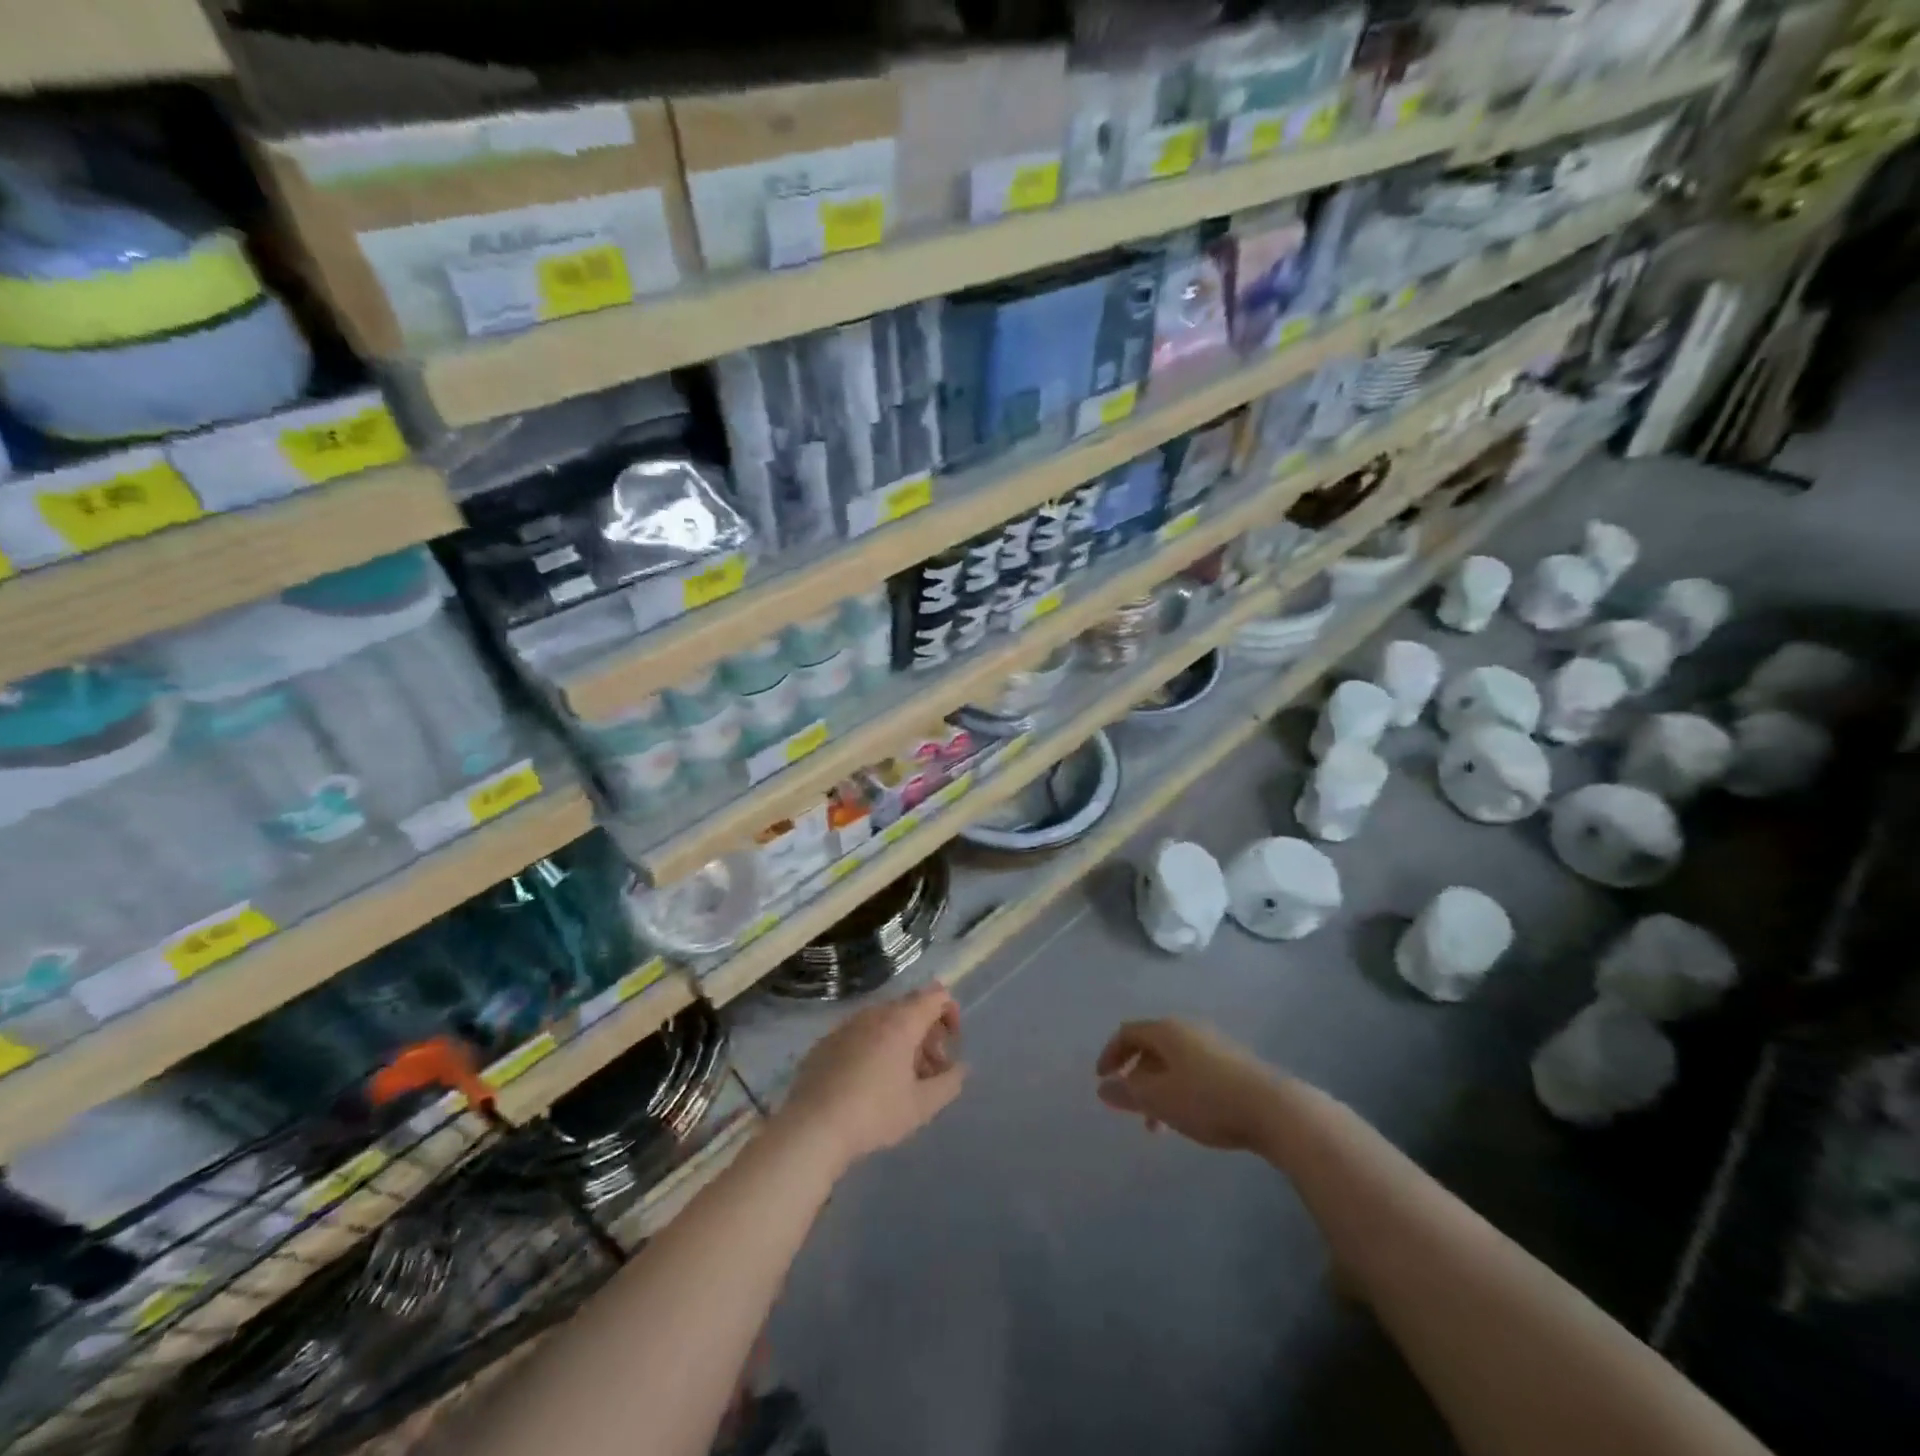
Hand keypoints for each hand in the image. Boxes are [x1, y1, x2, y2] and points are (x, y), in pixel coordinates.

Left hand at [779, 986, 965, 1172]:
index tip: (951, 1044)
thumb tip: (960, 1068)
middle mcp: (874, 1013)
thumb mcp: (922, 1106)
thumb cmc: (875, 1113)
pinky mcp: (825, 1042)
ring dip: (900, 1041)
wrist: (812, 1127)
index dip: (950, 1012)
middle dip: (926, 1033)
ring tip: (901, 1080)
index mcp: (901, 1021)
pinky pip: (860, 1034)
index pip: (936, 994)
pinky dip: (874, 1047)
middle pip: (910, 1008)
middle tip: (930, 1070)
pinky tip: (868, 1083)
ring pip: (883, 1021)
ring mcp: (846, 1025)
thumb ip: (949, 1083)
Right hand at [1095, 1019, 1287, 1151]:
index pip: (1128, 1033)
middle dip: (1136, 1078)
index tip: (1101, 1080)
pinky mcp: (1234, 1065)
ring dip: (1159, 1090)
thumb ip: (1127, 1093)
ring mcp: (1214, 1046)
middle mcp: (1188, 1030)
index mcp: (1166, 1031)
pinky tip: (1189, 1119)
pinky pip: (1194, 1072)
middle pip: (1151, 1048)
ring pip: (1174, 1064)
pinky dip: (1180, 1091)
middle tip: (1131, 1108)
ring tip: (1159, 1126)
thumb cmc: (1206, 1100)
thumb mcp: (1158, 1100)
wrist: (1274, 1109)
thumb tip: (1103, 1087)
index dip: (1110, 1054)